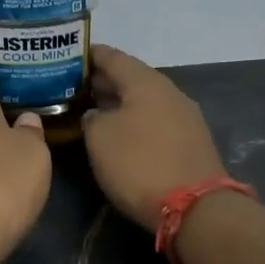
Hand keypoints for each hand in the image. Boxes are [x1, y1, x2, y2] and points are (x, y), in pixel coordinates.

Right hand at [82, 46, 228, 231]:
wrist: (196, 208)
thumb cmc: (140, 164)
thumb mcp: (100, 139)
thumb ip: (92, 119)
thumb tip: (97, 115)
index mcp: (146, 82)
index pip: (113, 57)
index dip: (89, 55)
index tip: (68, 55)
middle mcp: (170, 92)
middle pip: (131, 78)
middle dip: (103, 81)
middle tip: (73, 87)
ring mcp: (185, 117)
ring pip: (144, 101)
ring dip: (119, 103)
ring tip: (92, 110)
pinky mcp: (191, 142)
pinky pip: (155, 121)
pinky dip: (135, 121)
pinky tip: (120, 134)